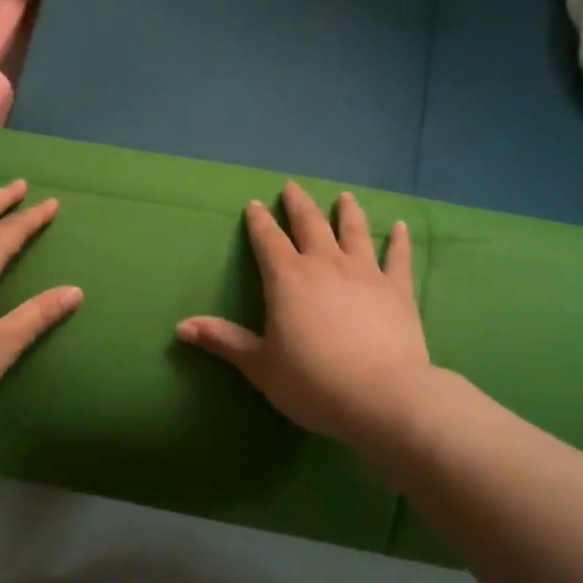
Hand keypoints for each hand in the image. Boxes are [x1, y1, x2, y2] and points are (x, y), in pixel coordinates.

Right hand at [175, 183, 436, 453]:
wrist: (381, 396)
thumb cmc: (312, 382)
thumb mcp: (259, 365)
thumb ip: (223, 340)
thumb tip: (180, 326)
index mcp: (287, 278)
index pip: (268, 240)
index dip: (259, 221)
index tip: (254, 204)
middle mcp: (324, 264)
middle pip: (309, 224)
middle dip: (298, 203)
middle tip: (292, 186)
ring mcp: (365, 272)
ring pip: (354, 231)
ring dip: (347, 212)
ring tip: (344, 197)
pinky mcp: (398, 289)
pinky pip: (398, 257)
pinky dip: (399, 240)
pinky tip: (401, 227)